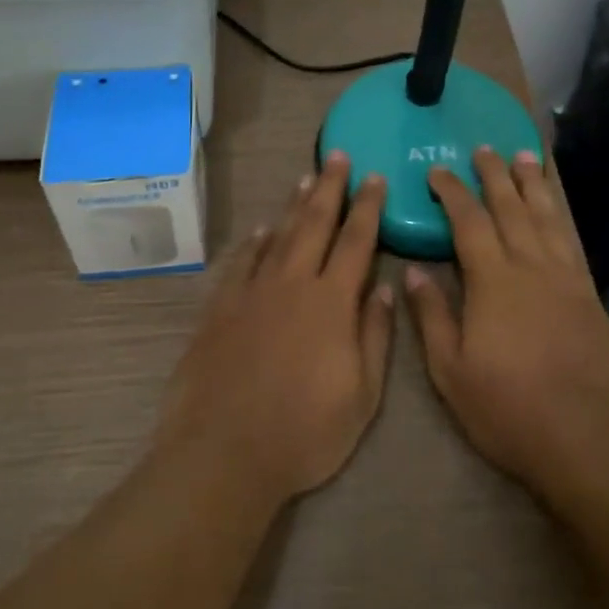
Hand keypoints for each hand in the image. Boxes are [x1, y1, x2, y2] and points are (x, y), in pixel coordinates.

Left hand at [155, 151, 394, 505]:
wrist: (223, 452)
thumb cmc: (304, 432)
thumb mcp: (361, 396)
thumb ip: (375, 336)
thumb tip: (386, 289)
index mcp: (331, 302)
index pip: (356, 241)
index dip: (368, 207)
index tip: (376, 177)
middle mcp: (292, 283)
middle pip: (315, 223)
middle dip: (330, 187)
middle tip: (338, 156)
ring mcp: (253, 292)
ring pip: (279, 235)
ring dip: (295, 204)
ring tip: (307, 177)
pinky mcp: (221, 307)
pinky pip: (242, 261)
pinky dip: (255, 241)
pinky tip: (263, 229)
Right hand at [407, 147, 608, 495]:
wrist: (587, 434)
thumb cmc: (508, 406)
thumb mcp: (451, 370)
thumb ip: (432, 316)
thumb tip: (412, 272)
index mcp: (491, 280)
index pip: (468, 221)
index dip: (452, 192)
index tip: (438, 171)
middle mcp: (529, 266)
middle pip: (509, 208)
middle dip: (494, 175)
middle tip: (484, 148)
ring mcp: (564, 277)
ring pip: (545, 216)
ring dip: (531, 184)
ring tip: (524, 156)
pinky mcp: (589, 294)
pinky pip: (570, 240)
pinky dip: (560, 215)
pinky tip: (556, 209)